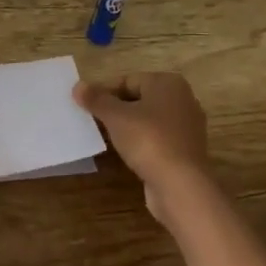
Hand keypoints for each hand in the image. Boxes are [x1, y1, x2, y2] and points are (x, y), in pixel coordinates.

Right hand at [73, 72, 211, 214]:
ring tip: (105, 138)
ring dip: (127, 127)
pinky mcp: (185, 150)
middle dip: (116, 109)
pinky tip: (126, 153)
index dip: (104, 92)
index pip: (128, 80)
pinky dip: (141, 143)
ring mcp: (187, 127)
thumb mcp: (116, 117)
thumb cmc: (148, 140)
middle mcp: (183, 100)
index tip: (86, 107)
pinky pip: (157, 139)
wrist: (180, 185)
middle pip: (140, 99)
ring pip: (148, 120)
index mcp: (168, 83)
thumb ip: (96, 99)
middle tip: (93, 122)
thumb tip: (78, 86)